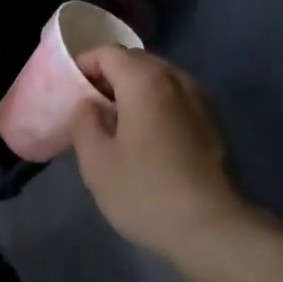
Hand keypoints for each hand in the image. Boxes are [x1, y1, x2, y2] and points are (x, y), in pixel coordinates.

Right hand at [70, 47, 253, 263]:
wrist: (212, 228)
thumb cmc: (146, 191)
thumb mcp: (97, 162)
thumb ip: (84, 123)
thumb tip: (87, 105)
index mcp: (144, 80)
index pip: (108, 52)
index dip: (84, 64)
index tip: (69, 89)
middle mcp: (175, 79)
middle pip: (135, 61)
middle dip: (109, 75)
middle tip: (89, 105)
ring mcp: (199, 99)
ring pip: (158, 79)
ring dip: (133, 91)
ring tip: (115, 121)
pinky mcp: (212, 122)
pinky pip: (175, 98)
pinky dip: (155, 105)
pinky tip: (145, 137)